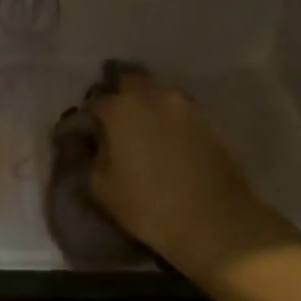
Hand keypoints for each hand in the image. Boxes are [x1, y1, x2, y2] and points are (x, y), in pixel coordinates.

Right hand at [89, 73, 289, 275]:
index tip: (86, 134)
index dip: (87, 118)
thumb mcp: (100, 186)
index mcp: (121, 108)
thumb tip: (94, 141)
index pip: (95, 102)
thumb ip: (91, 155)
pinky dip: (169, 119)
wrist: (214, 220)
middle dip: (118, 95)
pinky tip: (167, 141)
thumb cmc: (147, 205)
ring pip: (158, 93)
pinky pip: (179, 110)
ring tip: (142, 131)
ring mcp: (186, 105)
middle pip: (130, 80)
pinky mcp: (210, 119)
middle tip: (114, 121)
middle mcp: (153, 95)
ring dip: (146, 104)